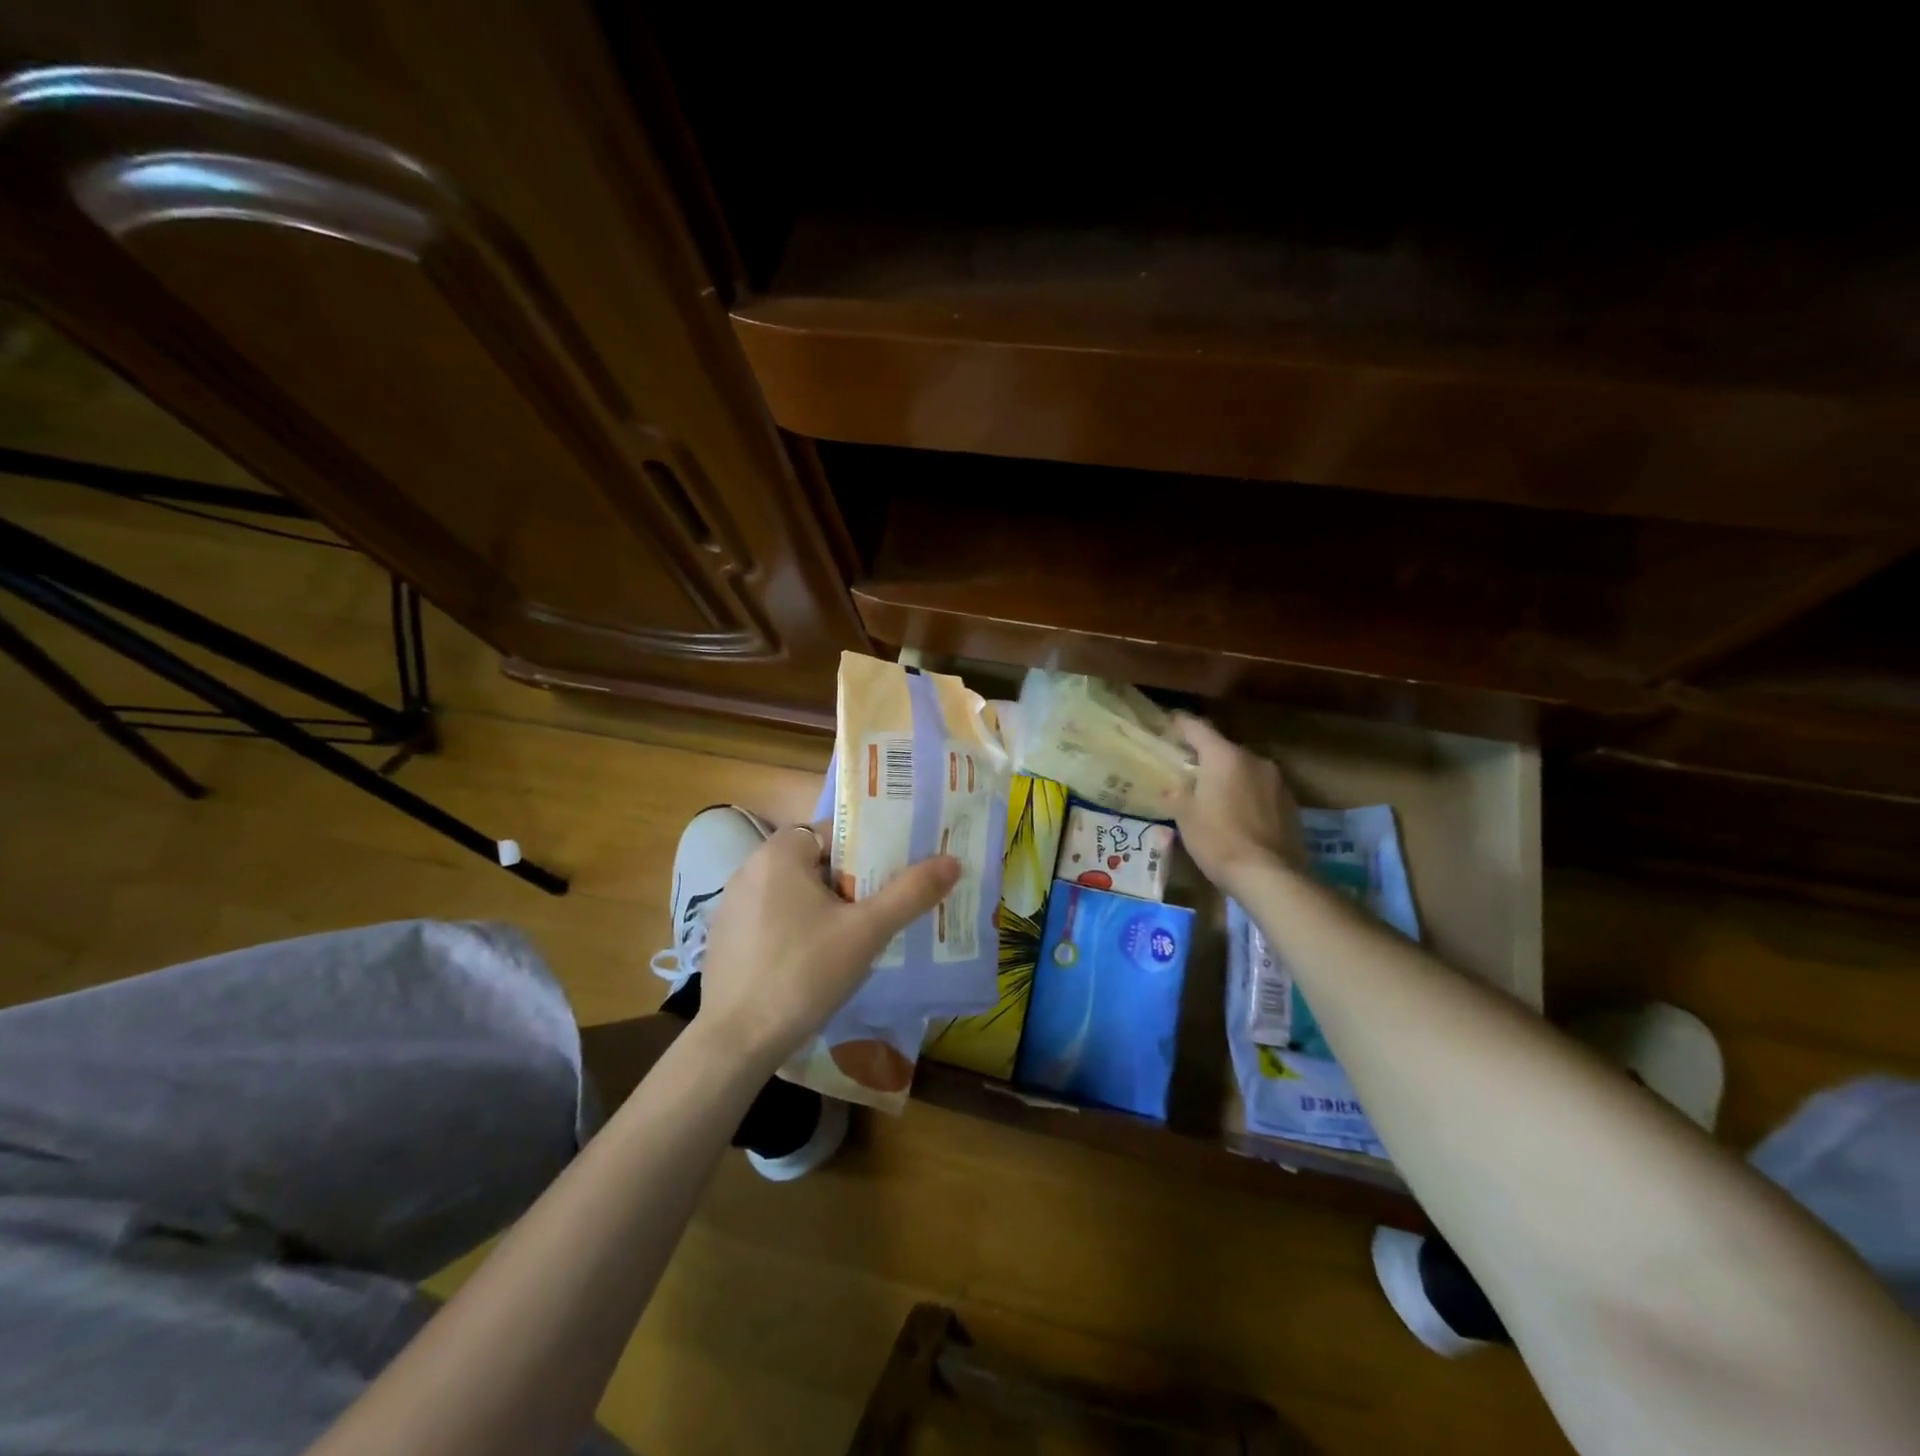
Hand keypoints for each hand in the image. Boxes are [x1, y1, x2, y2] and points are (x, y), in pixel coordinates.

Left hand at [695, 822, 959, 1070]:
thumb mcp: (865, 932)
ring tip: (861, 936)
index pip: (836, 832)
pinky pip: (776, 918)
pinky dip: (801, 928)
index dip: (871, 850)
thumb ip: (909, 893)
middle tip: (885, 908)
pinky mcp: (727, 937)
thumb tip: (952, 861)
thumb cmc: (802, 974)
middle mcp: (751, 868)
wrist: (734, 1043)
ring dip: (829, 907)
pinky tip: (818, 961)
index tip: (897, 875)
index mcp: (780, 853)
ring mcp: (734, 904)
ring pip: (798, 893)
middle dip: (854, 882)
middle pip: (818, 862)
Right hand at [1170, 714, 1302, 889]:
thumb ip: (1178, 793)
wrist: (1270, 876)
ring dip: (1229, 777)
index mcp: (1224, 757)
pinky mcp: (1291, 803)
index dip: (1181, 724)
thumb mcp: (1185, 816)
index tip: (1169, 723)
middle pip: (1224, 749)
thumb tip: (1174, 786)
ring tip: (1214, 795)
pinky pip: (1261, 789)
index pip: (1198, 728)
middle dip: (1206, 757)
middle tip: (1188, 770)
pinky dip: (1247, 795)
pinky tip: (1238, 815)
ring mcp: (1277, 781)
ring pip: (1245, 770)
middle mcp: (1254, 759)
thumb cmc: (1218, 840)